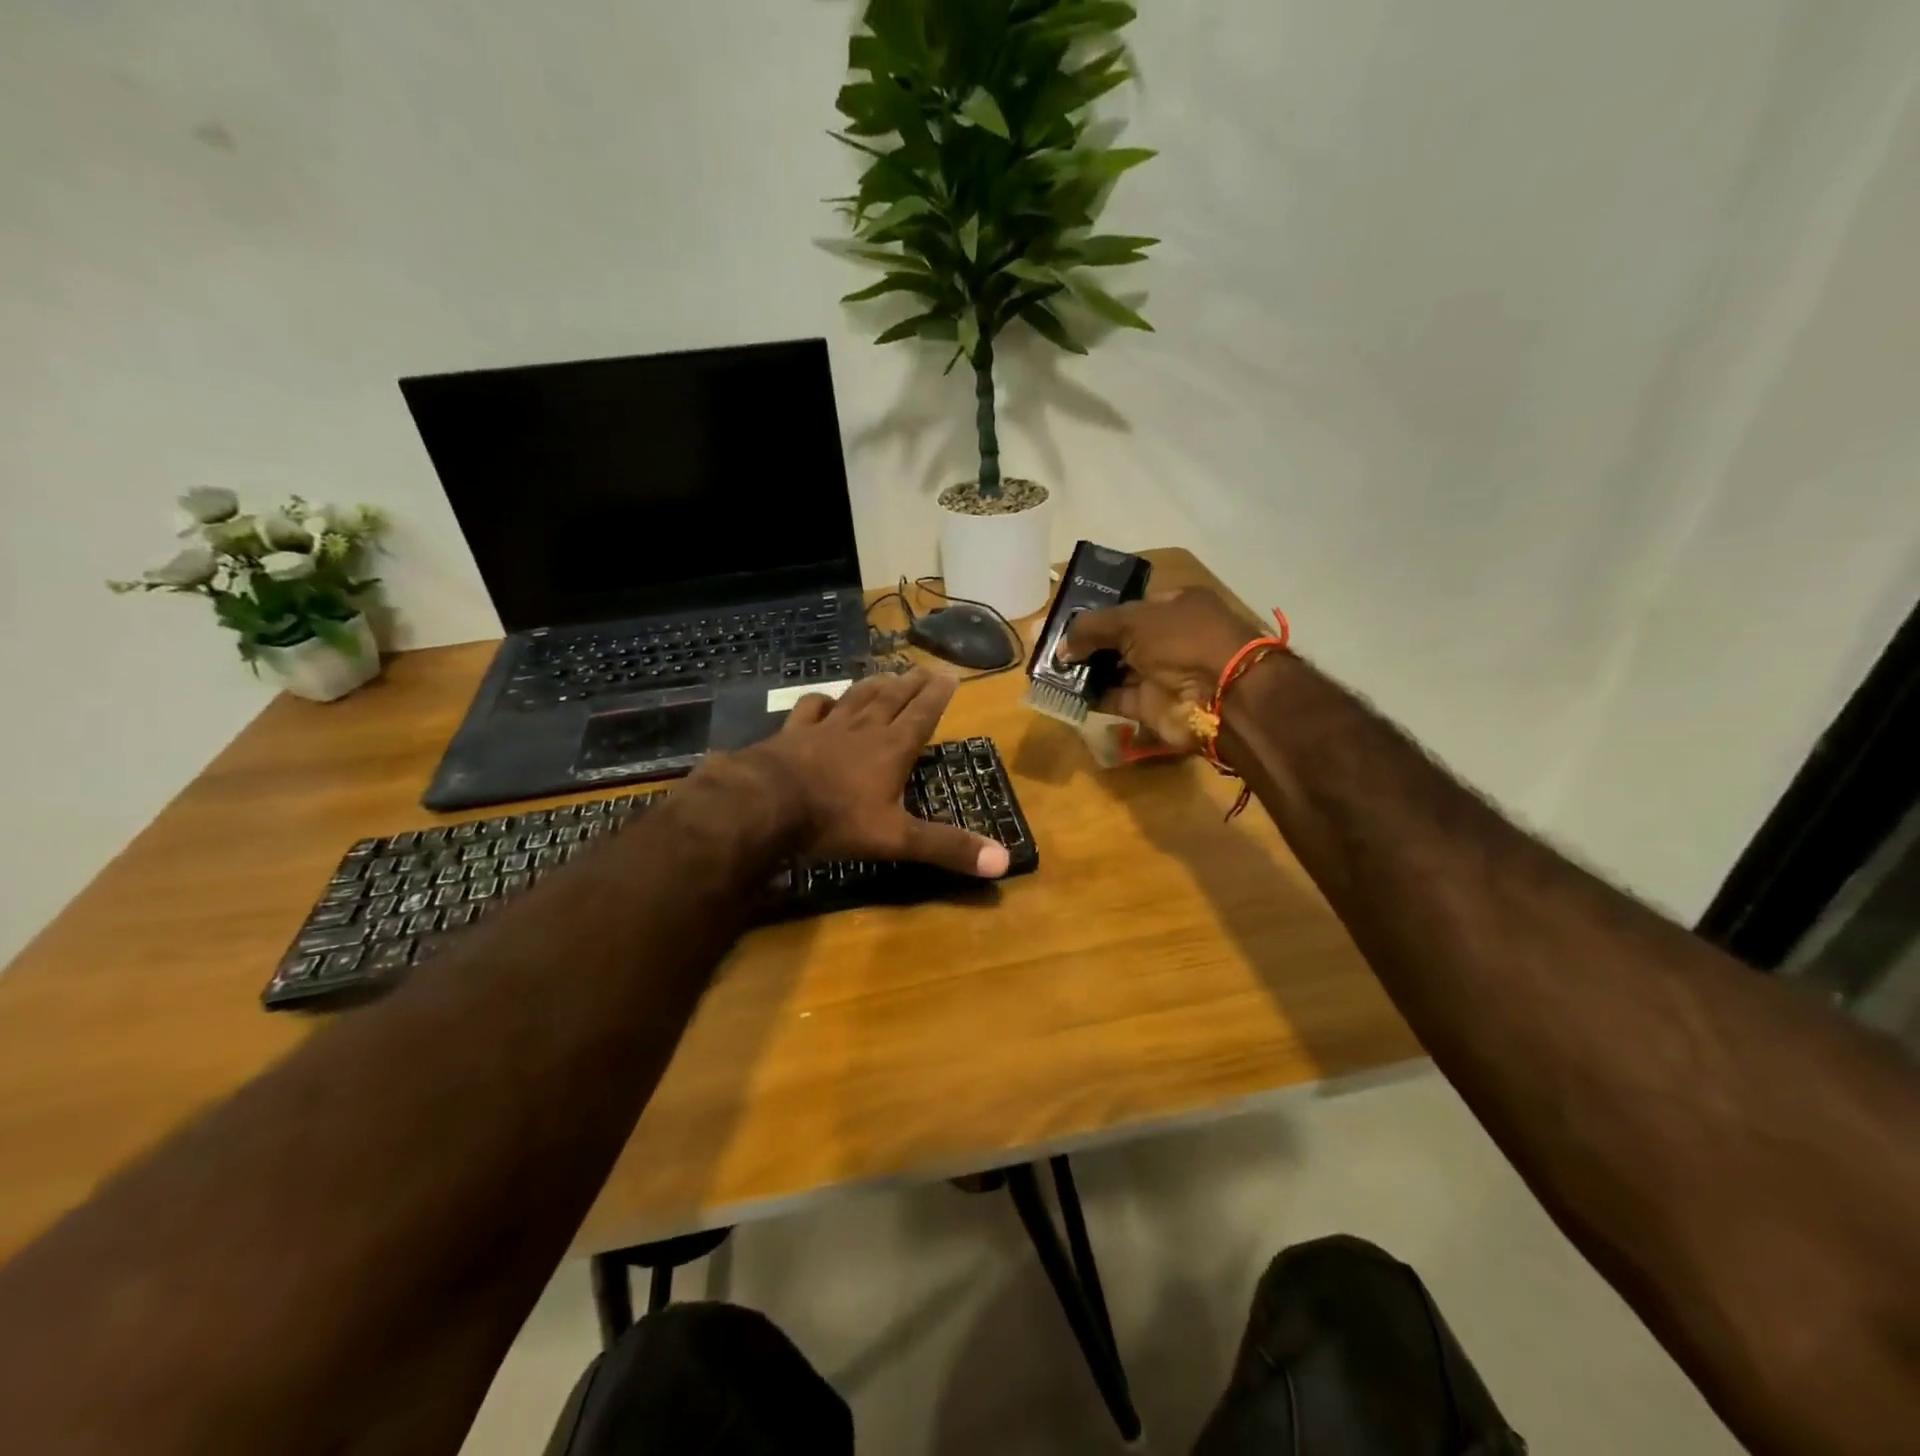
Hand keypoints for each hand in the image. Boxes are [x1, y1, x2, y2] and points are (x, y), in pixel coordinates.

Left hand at [738, 670, 1009, 877]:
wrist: (766, 804)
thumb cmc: (836, 820)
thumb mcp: (897, 839)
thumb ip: (947, 847)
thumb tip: (1004, 861)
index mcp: (892, 749)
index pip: (922, 715)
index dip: (937, 696)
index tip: (950, 675)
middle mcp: (863, 730)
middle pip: (892, 700)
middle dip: (911, 685)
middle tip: (925, 668)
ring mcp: (825, 728)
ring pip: (856, 698)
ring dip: (874, 686)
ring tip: (886, 674)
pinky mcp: (793, 733)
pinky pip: (811, 708)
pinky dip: (821, 701)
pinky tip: (824, 699)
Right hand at [1061, 589, 1262, 750]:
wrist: (1220, 694)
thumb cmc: (1181, 640)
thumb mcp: (1132, 620)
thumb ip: (1092, 628)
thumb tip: (1060, 647)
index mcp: (1174, 607)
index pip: (1130, 606)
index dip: (1099, 613)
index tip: (1066, 621)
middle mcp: (1168, 639)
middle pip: (1119, 640)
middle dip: (1087, 644)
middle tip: (1050, 648)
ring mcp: (1161, 674)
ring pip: (1115, 670)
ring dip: (1085, 671)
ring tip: (1050, 670)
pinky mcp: (1151, 706)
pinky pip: (1115, 698)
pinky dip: (1092, 697)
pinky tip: (1064, 692)